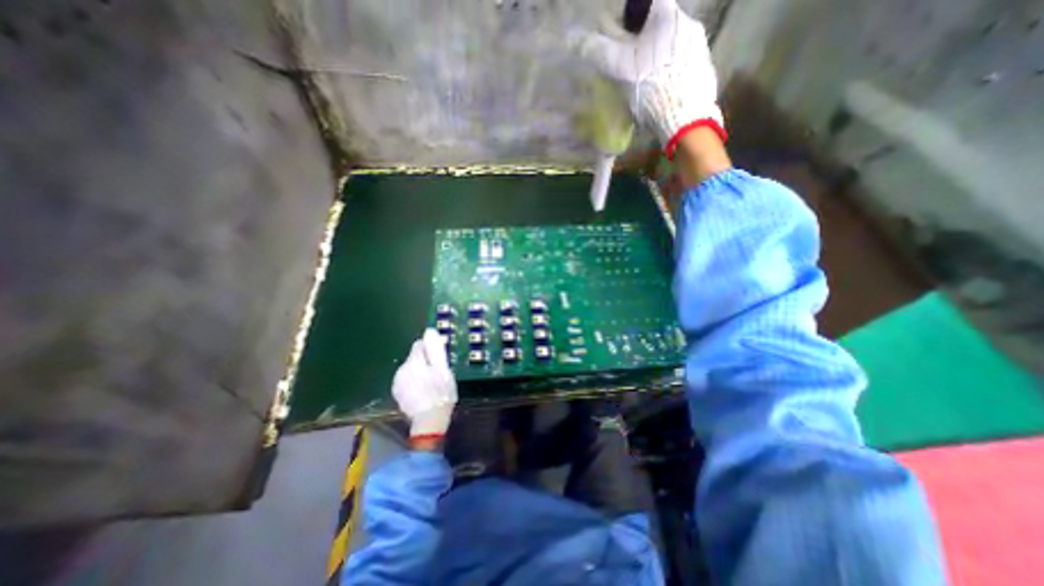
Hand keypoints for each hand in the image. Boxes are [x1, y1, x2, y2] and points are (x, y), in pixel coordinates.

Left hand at [391, 327, 457, 436]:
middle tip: (439, 374)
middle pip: (415, 357)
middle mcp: (401, 369)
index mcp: (413, 362)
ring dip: (421, 372)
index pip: (420, 344)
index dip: (432, 350)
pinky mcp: (398, 393)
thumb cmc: (440, 393)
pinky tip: (424, 391)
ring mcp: (398, 383)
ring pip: (412, 369)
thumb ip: (435, 349)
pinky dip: (415, 382)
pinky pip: (408, 380)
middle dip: (426, 362)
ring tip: (432, 384)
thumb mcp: (443, 369)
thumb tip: (429, 331)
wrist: (429, 422)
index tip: (440, 360)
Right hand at [570, 0, 726, 157]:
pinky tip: (662, 89)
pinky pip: (683, 61)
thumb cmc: (650, 87)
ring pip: (671, 43)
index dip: (630, 17)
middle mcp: (688, 22)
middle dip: (643, 40)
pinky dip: (670, 70)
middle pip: (659, 24)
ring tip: (646, 81)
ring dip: (657, 56)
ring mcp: (699, 45)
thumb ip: (598, 50)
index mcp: (667, 15)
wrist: (684, 117)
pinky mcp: (704, 67)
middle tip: (630, 64)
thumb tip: (570, 37)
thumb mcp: (619, 68)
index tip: (621, 36)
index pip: (646, 2)